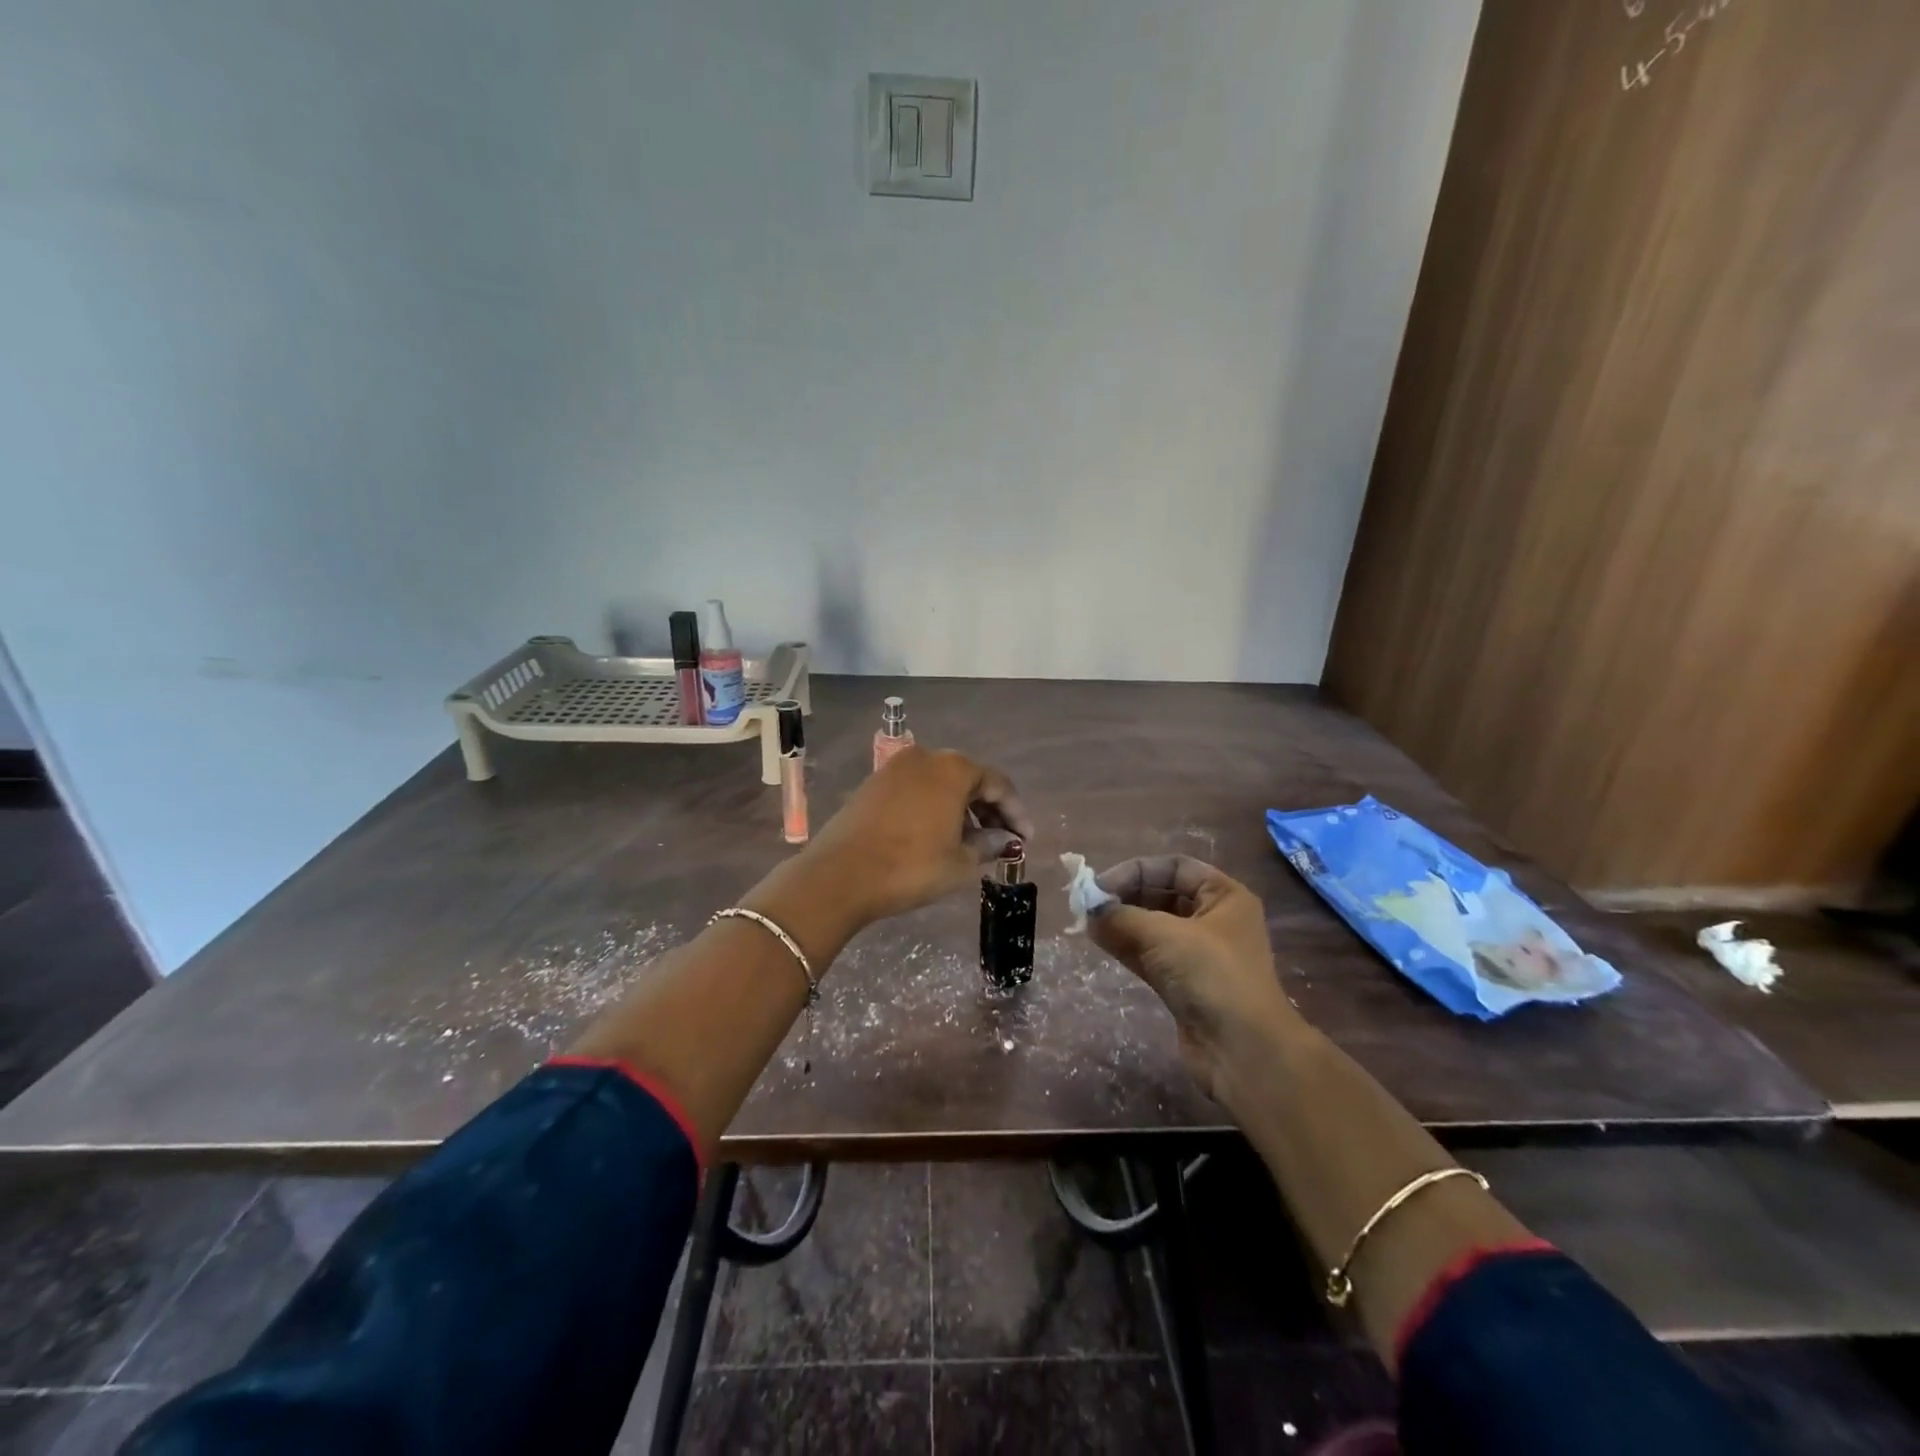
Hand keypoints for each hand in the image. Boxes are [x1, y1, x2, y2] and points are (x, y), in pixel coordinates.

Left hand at [797, 747, 1035, 926]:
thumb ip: (988, 844)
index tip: (1025, 840)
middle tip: (1001, 839)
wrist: (839, 876)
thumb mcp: (960, 862)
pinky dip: (934, 806)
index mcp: (953, 769)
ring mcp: (895, 768)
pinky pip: (917, 789)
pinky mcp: (874, 783)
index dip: (1016, 813)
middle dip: (989, 808)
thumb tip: (1003, 839)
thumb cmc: (910, 867)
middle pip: (969, 778)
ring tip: (971, 841)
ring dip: (961, 808)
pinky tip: (938, 833)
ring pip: (941, 783)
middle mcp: (926, 757)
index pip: (998, 784)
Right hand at [1086, 856, 1309, 1102]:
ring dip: (1120, 922)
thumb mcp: (1164, 936)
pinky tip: (1098, 940)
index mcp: (1223, 896)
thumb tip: (1087, 909)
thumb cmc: (1211, 976)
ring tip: (1086, 921)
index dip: (1136, 871)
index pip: (1174, 868)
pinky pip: (1149, 954)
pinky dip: (1125, 946)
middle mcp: (1213, 920)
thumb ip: (1121, 917)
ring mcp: (1199, 954)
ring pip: (1152, 926)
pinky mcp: (1184, 984)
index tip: (1101, 885)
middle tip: (1088, 904)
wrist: (1243, 1051)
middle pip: (1162, 894)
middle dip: (1125, 896)